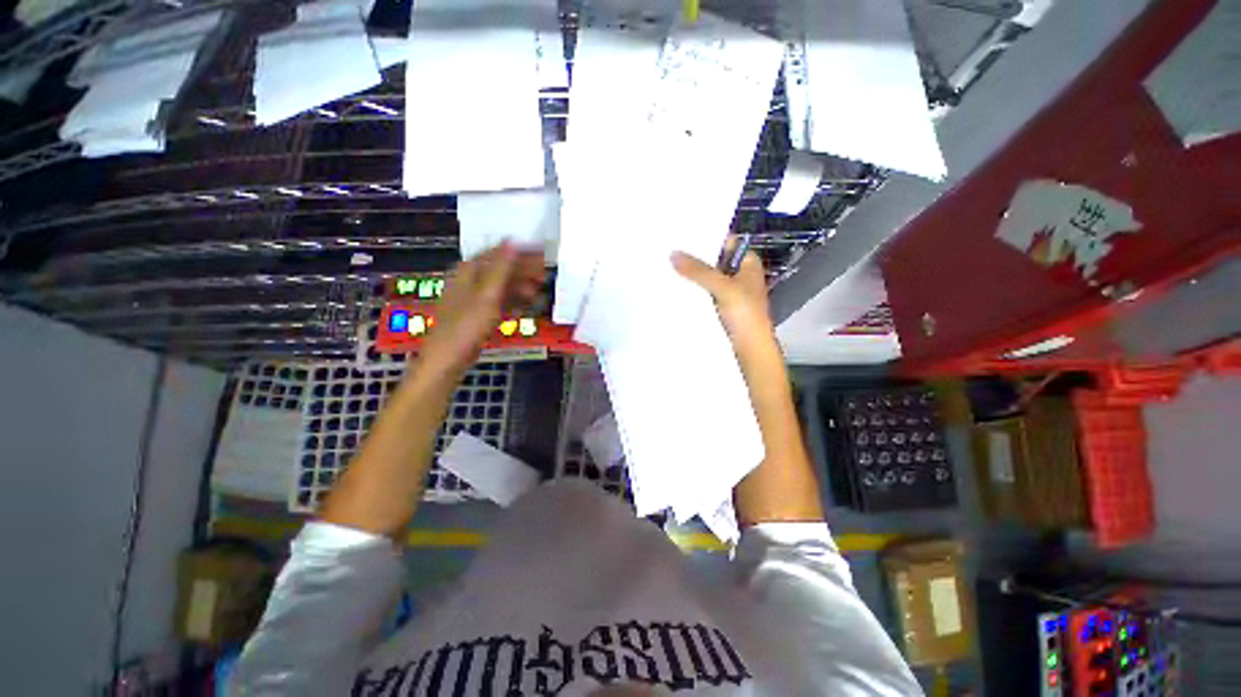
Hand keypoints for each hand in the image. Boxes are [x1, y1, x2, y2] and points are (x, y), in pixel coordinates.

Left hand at [421, 242, 545, 373]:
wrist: (448, 358)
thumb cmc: (466, 325)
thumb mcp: (487, 295)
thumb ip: (501, 268)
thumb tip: (511, 242)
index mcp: (469, 271)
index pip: (498, 253)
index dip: (520, 251)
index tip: (541, 252)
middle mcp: (470, 281)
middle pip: (501, 269)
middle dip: (524, 271)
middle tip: (545, 274)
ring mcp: (474, 298)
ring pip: (502, 287)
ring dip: (521, 287)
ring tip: (538, 292)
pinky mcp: (479, 314)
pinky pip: (499, 302)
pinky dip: (513, 302)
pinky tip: (525, 306)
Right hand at [671, 244, 772, 338]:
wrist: (750, 348)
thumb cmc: (744, 313)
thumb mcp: (722, 287)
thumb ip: (698, 270)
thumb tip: (672, 253)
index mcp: (748, 263)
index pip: (726, 242)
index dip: (707, 238)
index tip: (683, 234)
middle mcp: (739, 274)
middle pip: (715, 261)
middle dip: (695, 257)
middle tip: (669, 249)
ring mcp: (730, 292)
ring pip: (708, 278)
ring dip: (692, 275)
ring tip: (666, 265)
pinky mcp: (721, 306)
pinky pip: (704, 293)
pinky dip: (693, 290)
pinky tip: (675, 286)